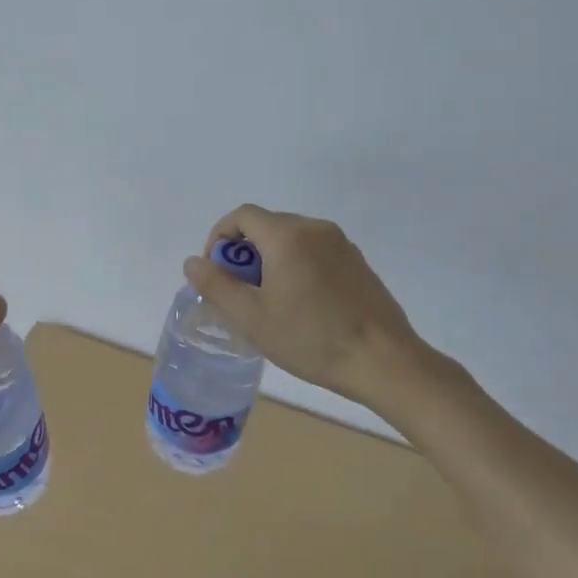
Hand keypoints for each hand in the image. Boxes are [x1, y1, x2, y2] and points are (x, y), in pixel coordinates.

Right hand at [183, 205, 458, 420]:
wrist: (384, 361)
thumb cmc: (311, 338)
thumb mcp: (252, 317)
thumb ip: (216, 285)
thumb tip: (193, 262)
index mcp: (286, 235)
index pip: (241, 215)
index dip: (219, 237)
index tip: (217, 272)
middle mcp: (314, 228)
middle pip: (266, 225)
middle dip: (244, 253)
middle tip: (241, 293)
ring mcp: (341, 244)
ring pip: (291, 239)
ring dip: (271, 260)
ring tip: (270, 302)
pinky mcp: (357, 263)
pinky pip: (315, 252)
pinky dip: (297, 266)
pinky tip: (302, 305)